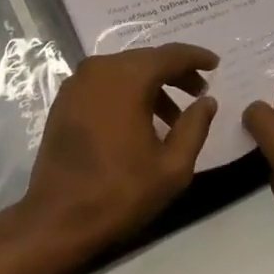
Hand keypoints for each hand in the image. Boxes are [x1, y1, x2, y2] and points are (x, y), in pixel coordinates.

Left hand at [11, 44, 218, 263]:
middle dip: (175, 73)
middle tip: (199, 92)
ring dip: (151, 86)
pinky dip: (127, 93)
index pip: (169, 55)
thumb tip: (207, 101)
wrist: (58, 218)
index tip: (215, 63)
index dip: (195, 58)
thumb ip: (194, 127)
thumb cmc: (120, 192)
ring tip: (174, 118)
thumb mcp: (172, 166)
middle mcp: (99, 69)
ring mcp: (77, 83)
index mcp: (127, 77)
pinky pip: (104, 84)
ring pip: (124, 72)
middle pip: (146, 60)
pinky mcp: (65, 100)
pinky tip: (141, 121)